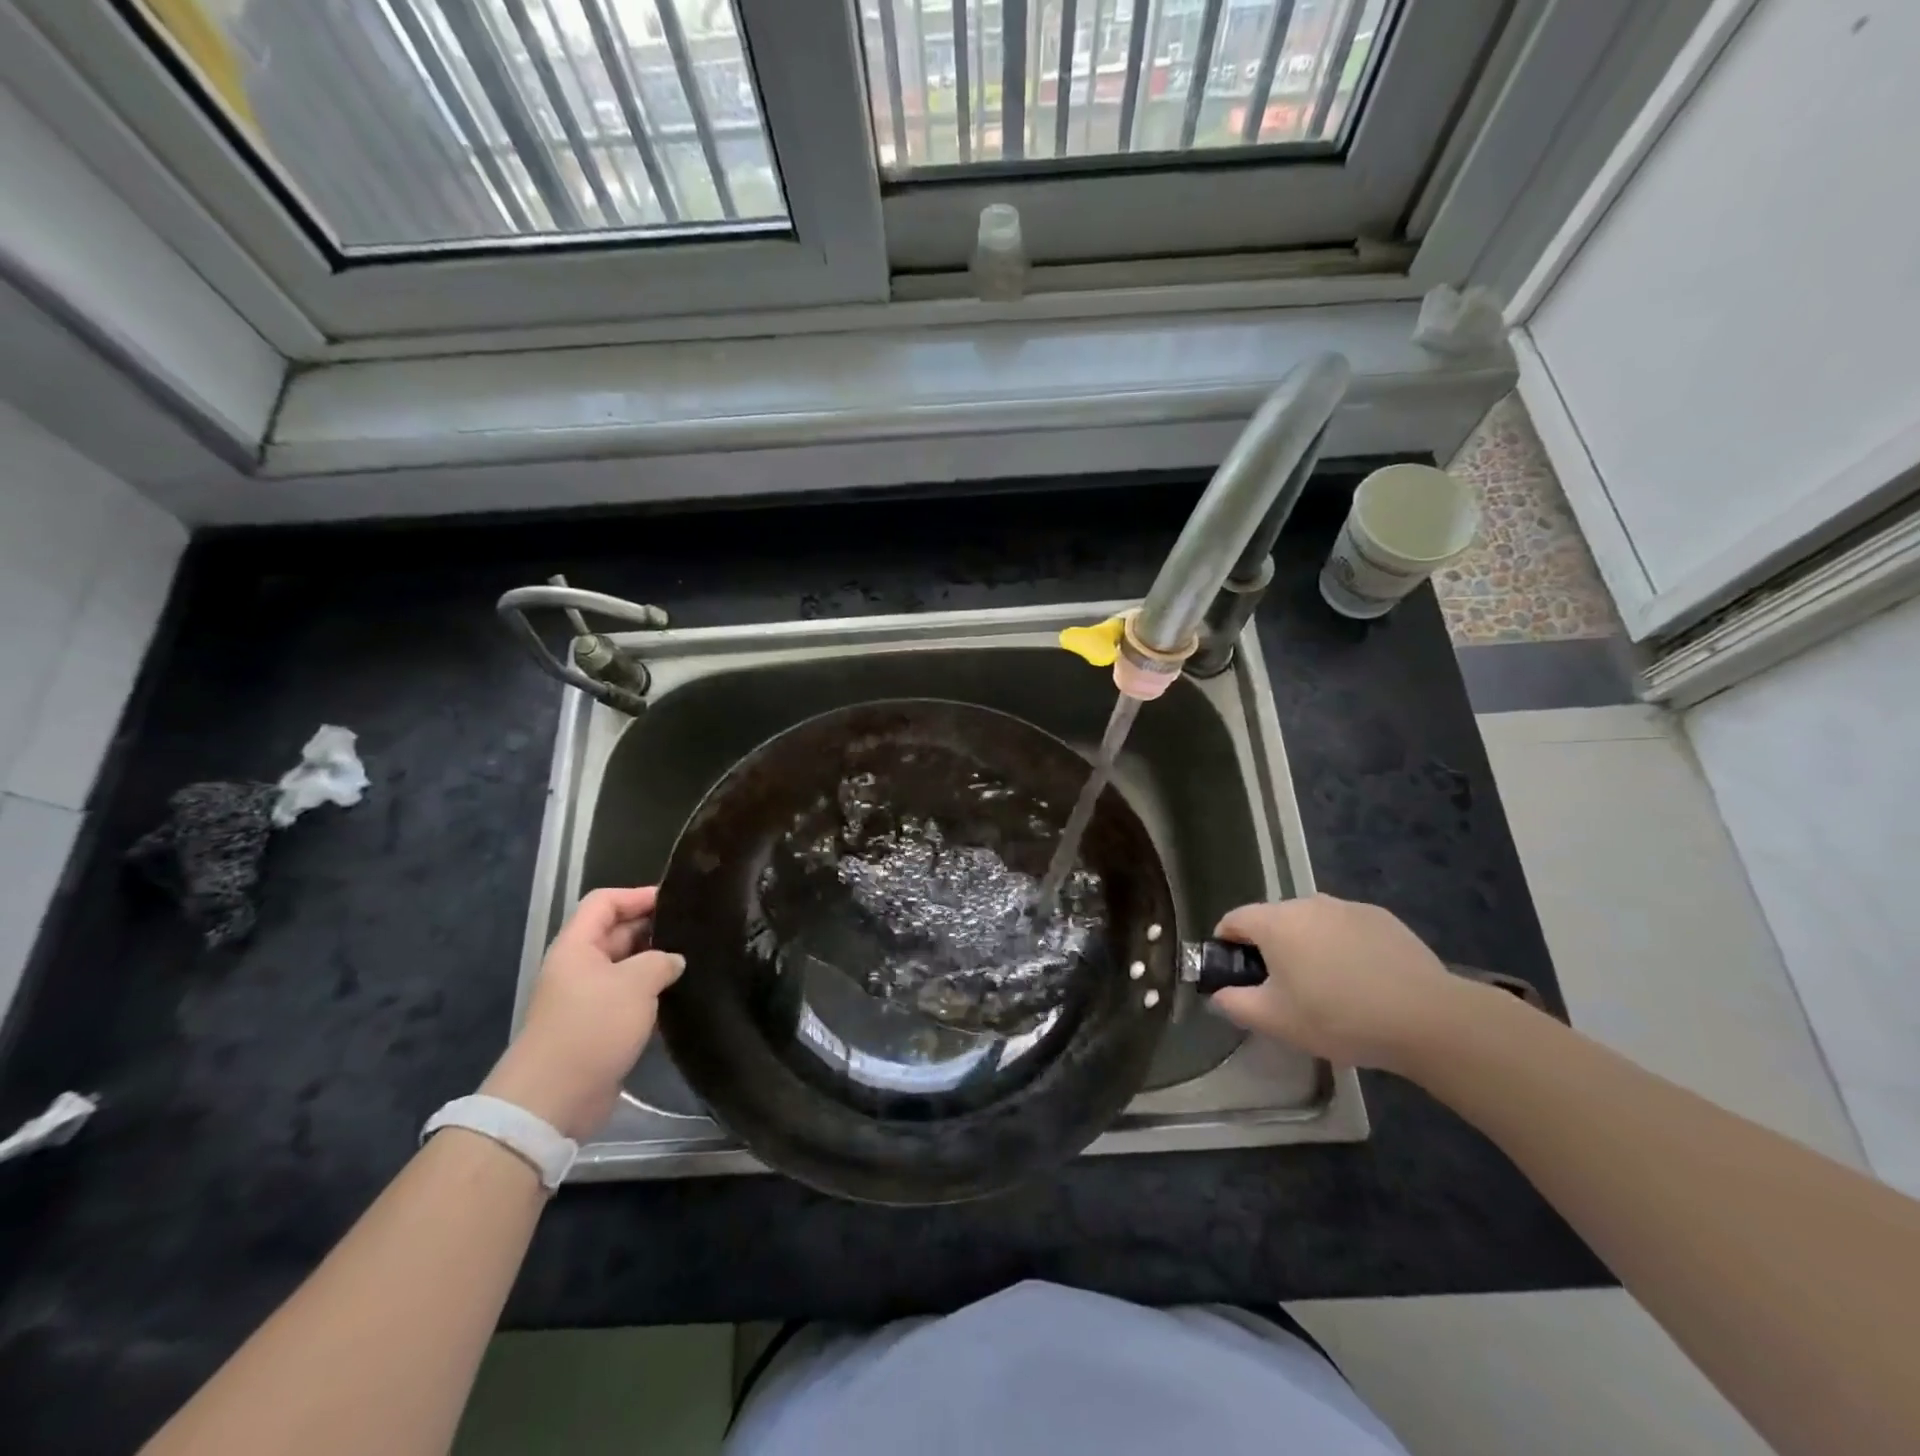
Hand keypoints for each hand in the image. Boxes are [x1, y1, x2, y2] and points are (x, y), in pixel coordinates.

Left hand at [481, 886, 684, 1139]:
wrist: (554, 1099)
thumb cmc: (592, 1027)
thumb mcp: (635, 983)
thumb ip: (661, 961)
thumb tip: (674, 960)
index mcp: (577, 946)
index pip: (604, 902)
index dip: (637, 895)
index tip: (676, 900)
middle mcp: (580, 967)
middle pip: (617, 933)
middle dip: (653, 928)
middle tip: (695, 929)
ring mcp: (588, 999)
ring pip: (626, 967)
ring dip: (656, 963)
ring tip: (695, 959)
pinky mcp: (599, 1028)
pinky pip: (629, 998)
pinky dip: (652, 994)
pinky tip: (680, 995)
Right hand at [1209, 895, 1462, 1073]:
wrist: (1426, 1019)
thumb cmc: (1338, 1017)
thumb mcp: (1276, 1021)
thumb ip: (1234, 1004)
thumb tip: (1219, 995)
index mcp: (1275, 922)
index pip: (1233, 920)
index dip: (1226, 945)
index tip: (1237, 975)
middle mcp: (1307, 903)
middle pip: (1273, 920)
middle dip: (1270, 949)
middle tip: (1285, 990)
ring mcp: (1347, 907)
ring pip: (1312, 923)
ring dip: (1308, 946)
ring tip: (1328, 988)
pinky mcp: (1382, 918)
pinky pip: (1346, 928)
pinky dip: (1343, 947)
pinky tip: (1363, 981)